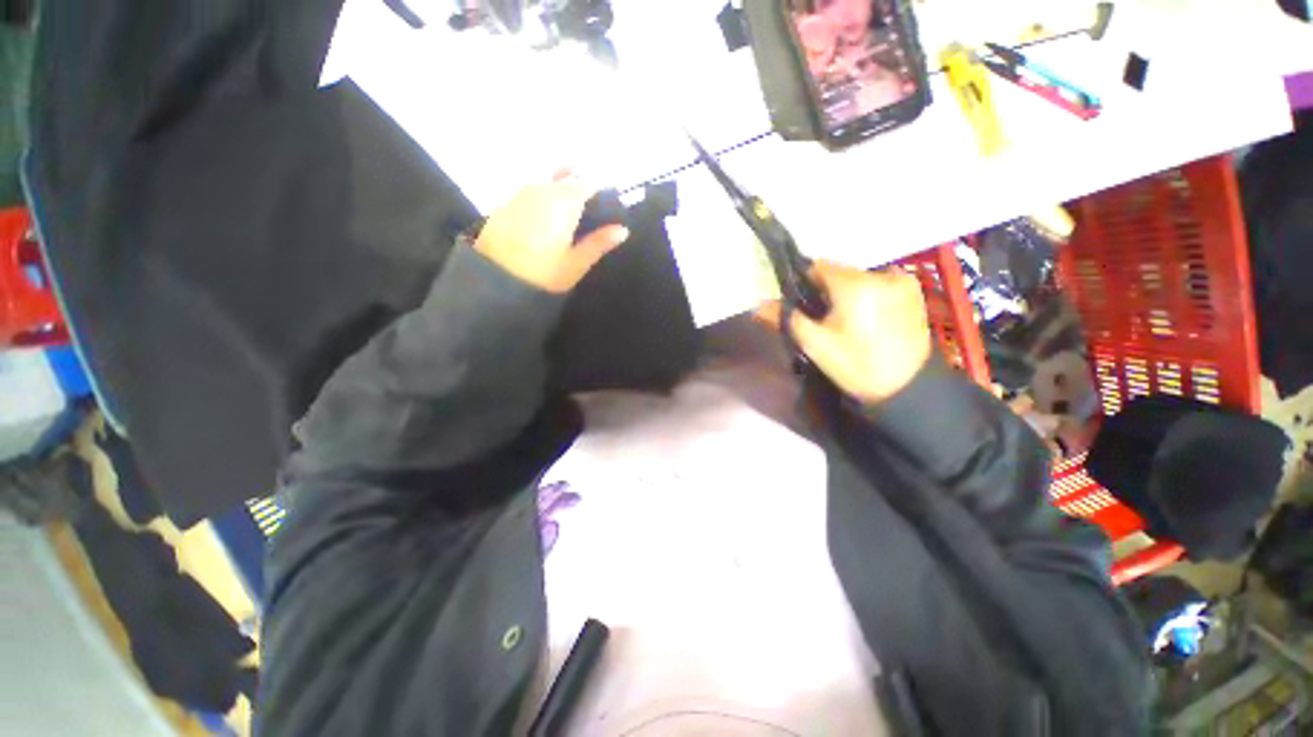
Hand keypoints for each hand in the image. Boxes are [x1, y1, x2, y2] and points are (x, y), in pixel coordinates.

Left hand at [475, 172, 629, 293]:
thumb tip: (623, 229)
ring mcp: (520, 194)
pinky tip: (543, 217)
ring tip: (566, 210)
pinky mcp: (505, 204)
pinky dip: (540, 196)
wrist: (496, 281)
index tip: (604, 203)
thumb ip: (599, 243)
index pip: (585, 183)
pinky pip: (529, 191)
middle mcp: (541, 189)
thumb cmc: (544, 274)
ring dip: (558, 186)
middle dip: (577, 183)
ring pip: (544, 180)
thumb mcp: (576, 263)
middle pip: (563, 176)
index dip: (597, 190)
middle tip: (586, 205)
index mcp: (563, 202)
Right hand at [760, 261, 931, 402]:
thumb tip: (757, 305)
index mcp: (853, 285)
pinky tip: (868, 318)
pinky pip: (879, 283)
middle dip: (826, 290)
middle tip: (823, 318)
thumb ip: (786, 319)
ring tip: (847, 320)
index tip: (802, 304)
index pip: (817, 267)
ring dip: (847, 292)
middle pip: (839, 272)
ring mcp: (901, 280)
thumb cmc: (854, 365)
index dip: (804, 283)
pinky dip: (868, 294)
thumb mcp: (814, 344)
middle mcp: (879, 273)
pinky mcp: (914, 290)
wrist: (905, 387)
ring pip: (859, 277)